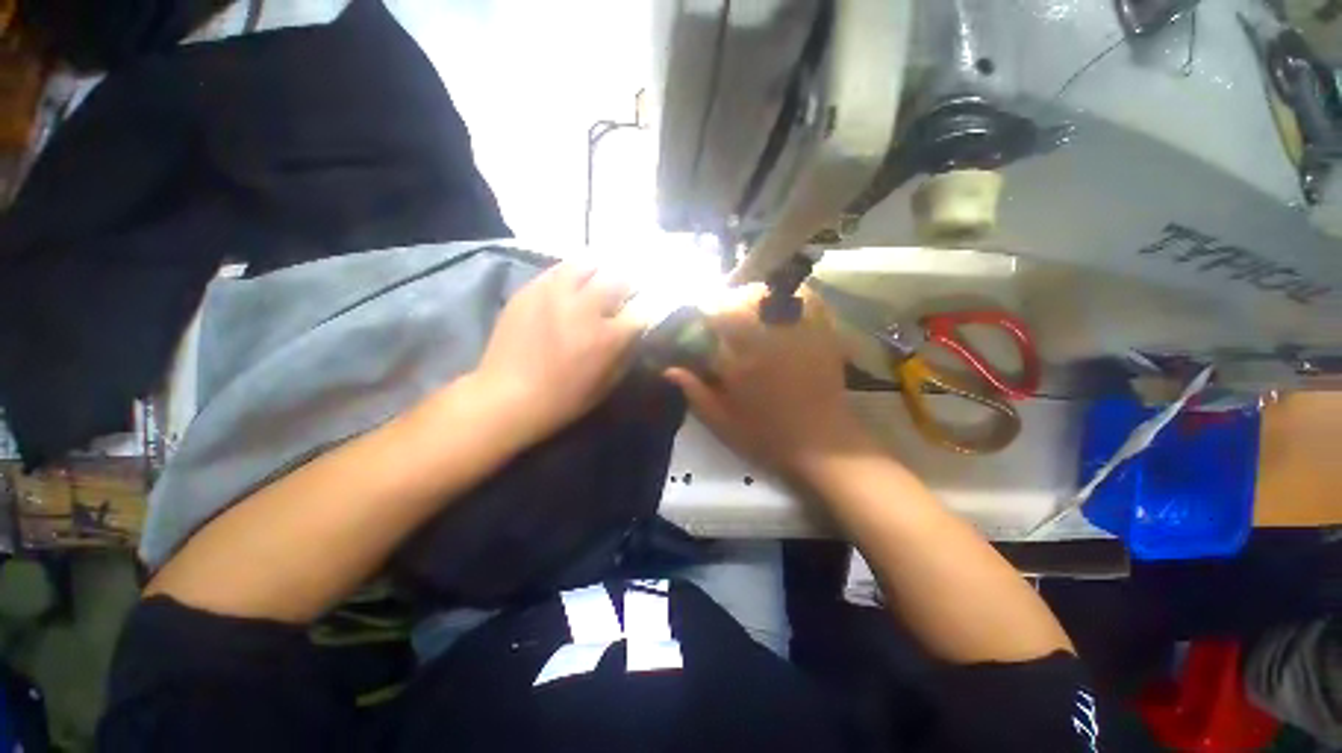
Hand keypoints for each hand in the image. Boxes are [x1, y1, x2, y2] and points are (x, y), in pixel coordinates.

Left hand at [470, 262, 641, 446]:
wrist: (507, 396)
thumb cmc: (563, 399)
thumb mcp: (606, 385)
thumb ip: (625, 356)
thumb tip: (634, 334)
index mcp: (607, 337)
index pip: (640, 312)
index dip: (643, 314)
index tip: (639, 318)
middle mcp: (585, 309)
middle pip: (618, 280)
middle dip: (626, 288)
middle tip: (621, 295)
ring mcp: (555, 295)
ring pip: (587, 264)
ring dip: (598, 273)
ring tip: (595, 283)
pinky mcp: (530, 290)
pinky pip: (557, 270)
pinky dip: (570, 275)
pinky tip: (569, 286)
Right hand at [663, 285, 878, 479]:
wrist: (823, 444)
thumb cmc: (767, 436)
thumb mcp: (722, 422)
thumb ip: (695, 393)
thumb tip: (669, 369)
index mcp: (740, 359)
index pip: (715, 318)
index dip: (704, 311)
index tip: (700, 317)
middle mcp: (768, 338)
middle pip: (745, 297)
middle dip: (731, 299)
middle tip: (726, 311)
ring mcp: (798, 332)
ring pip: (775, 293)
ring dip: (759, 293)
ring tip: (752, 304)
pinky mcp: (822, 334)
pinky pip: (809, 300)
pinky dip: (793, 294)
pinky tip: (785, 302)